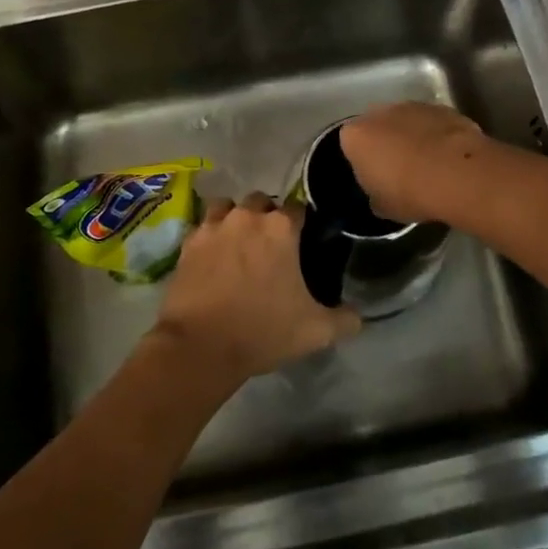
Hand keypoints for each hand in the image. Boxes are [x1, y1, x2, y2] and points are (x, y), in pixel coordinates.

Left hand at [153, 193, 359, 383]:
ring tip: (239, 245)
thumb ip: (345, 319)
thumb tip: (359, 316)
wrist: (201, 346)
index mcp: (282, 228)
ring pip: (228, 208)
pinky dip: (210, 236)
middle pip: (262, 202)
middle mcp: (247, 216)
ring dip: (236, 219)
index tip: (304, 242)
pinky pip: (203, 227)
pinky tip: (214, 257)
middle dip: (267, 217)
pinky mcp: (188, 243)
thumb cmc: (263, 331)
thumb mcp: (316, 331)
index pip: (299, 208)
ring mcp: (213, 226)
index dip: (303, 223)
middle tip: (271, 247)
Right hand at [339, 102, 489, 223]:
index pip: (350, 145)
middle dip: (386, 143)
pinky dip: (437, 135)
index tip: (375, 177)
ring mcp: (413, 106)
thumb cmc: (409, 192)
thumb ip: (375, 194)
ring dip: (413, 137)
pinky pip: (433, 123)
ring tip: (429, 165)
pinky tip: (448, 158)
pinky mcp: (443, 108)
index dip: (363, 161)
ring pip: (406, 122)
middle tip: (400, 170)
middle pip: (377, 127)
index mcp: (355, 136)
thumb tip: (380, 194)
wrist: (457, 174)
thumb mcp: (382, 206)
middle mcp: (379, 113)